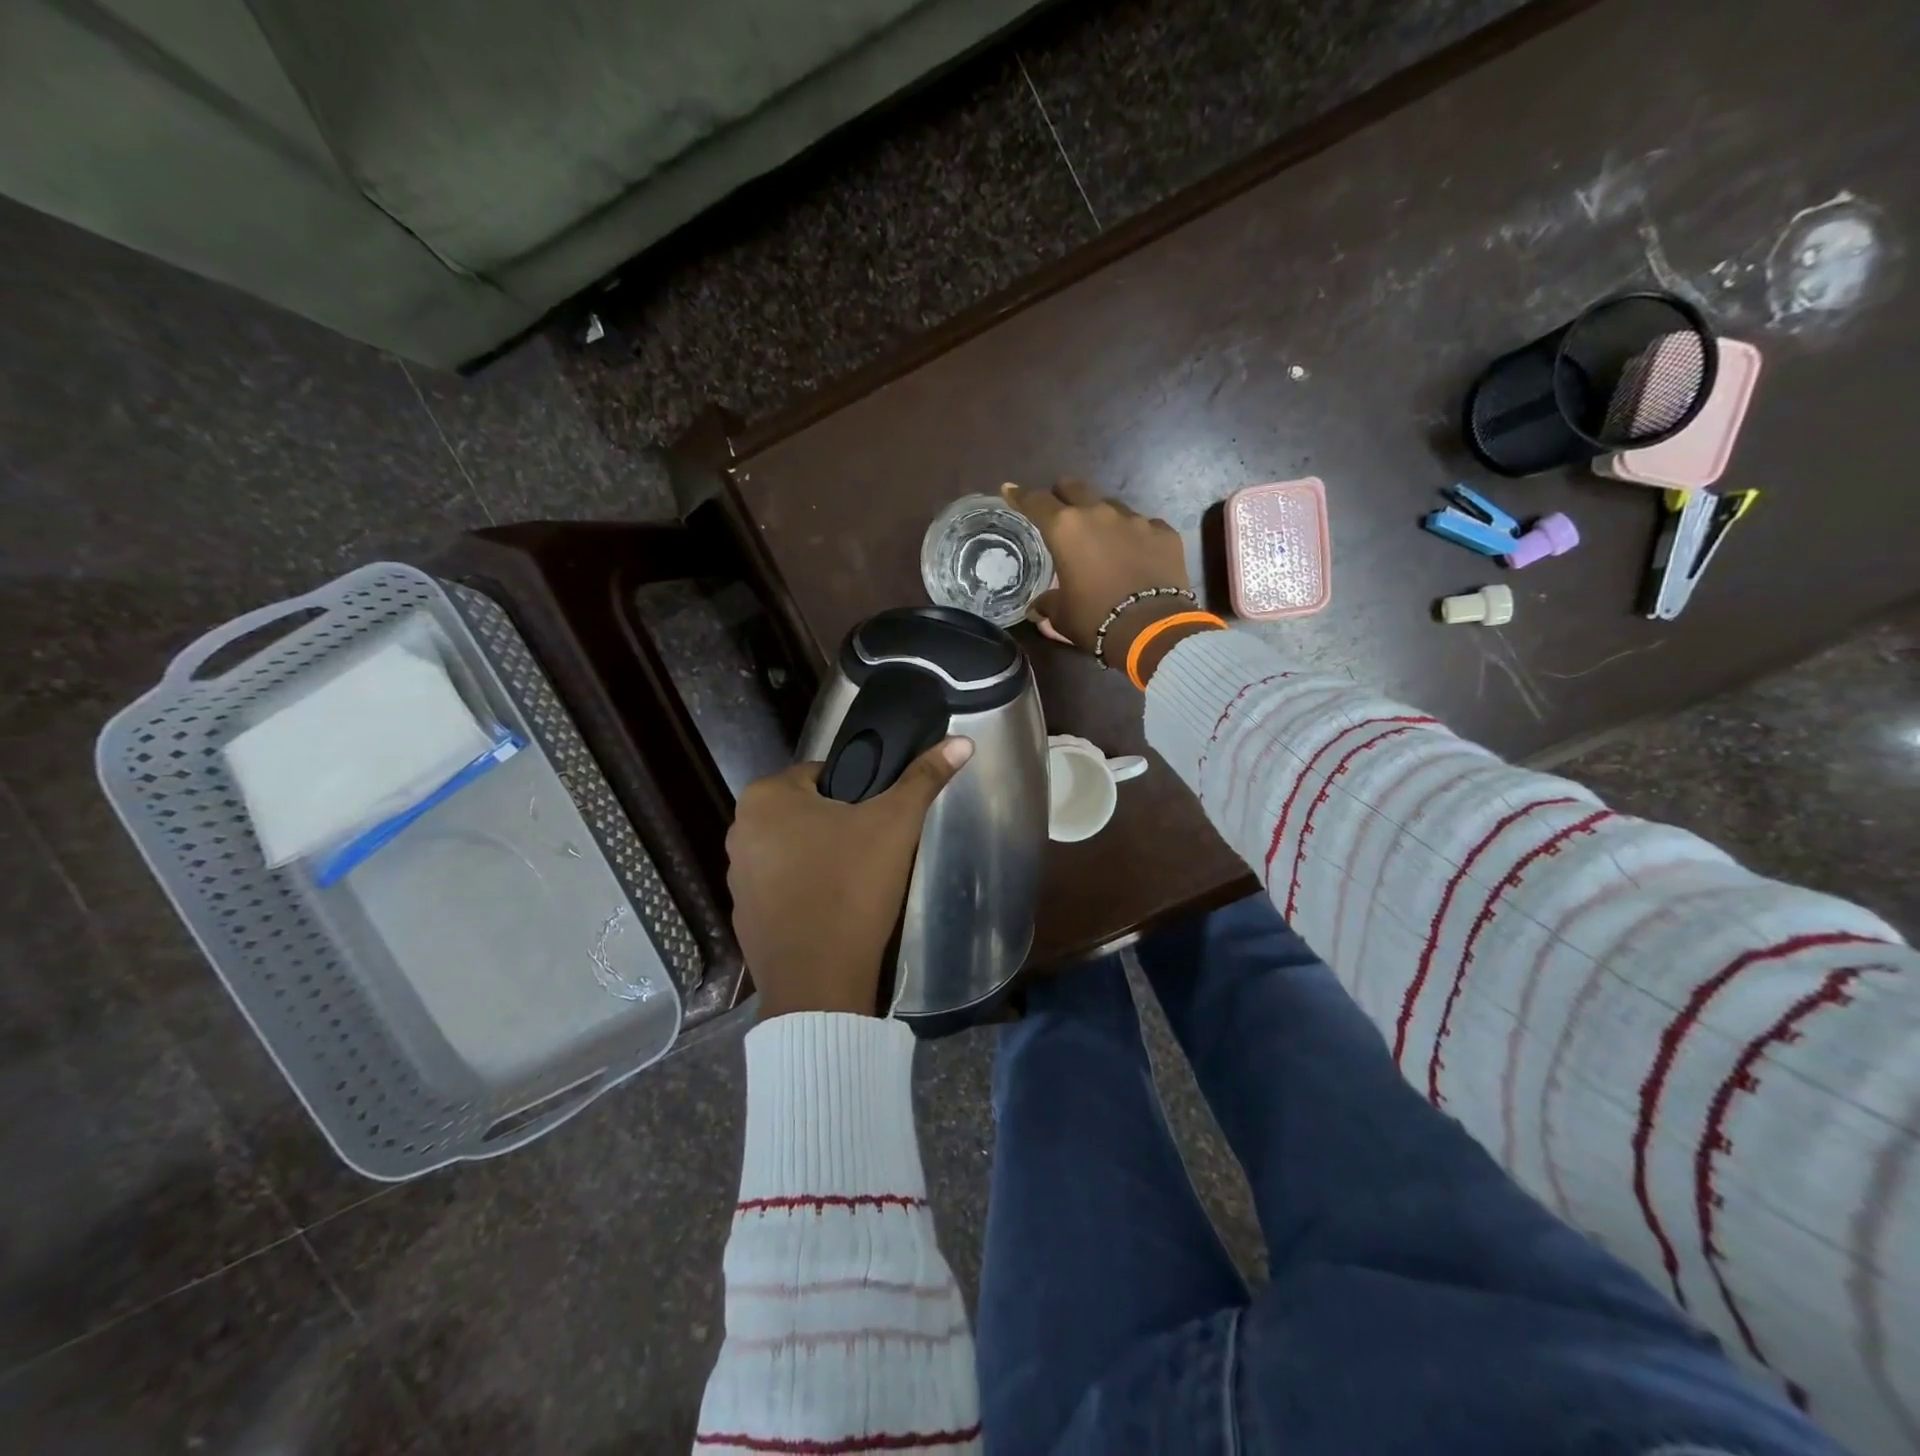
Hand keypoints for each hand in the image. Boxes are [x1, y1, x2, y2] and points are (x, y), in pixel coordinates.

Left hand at [728, 737, 974, 1018]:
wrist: (819, 982)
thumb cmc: (852, 887)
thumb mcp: (895, 824)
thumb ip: (924, 778)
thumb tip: (961, 741)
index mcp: (766, 797)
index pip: (822, 774)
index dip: (857, 793)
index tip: (879, 819)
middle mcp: (740, 830)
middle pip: (806, 812)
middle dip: (839, 826)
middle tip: (874, 850)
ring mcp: (736, 877)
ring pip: (793, 849)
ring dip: (821, 858)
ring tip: (857, 882)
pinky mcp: (744, 916)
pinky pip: (782, 888)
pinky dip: (806, 891)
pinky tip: (834, 910)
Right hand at [1002, 480, 1217, 683]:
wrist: (1151, 627)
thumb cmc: (1095, 618)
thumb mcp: (1062, 615)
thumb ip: (1047, 603)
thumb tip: (1037, 607)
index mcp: (1065, 529)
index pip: (1036, 502)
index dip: (1020, 496)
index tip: (1011, 490)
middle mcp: (1099, 513)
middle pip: (1074, 487)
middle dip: (1062, 495)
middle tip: (1060, 511)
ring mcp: (1135, 519)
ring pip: (1111, 506)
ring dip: (1102, 518)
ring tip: (1103, 541)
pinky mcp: (1164, 532)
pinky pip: (1144, 526)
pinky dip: (1136, 537)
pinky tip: (1137, 555)